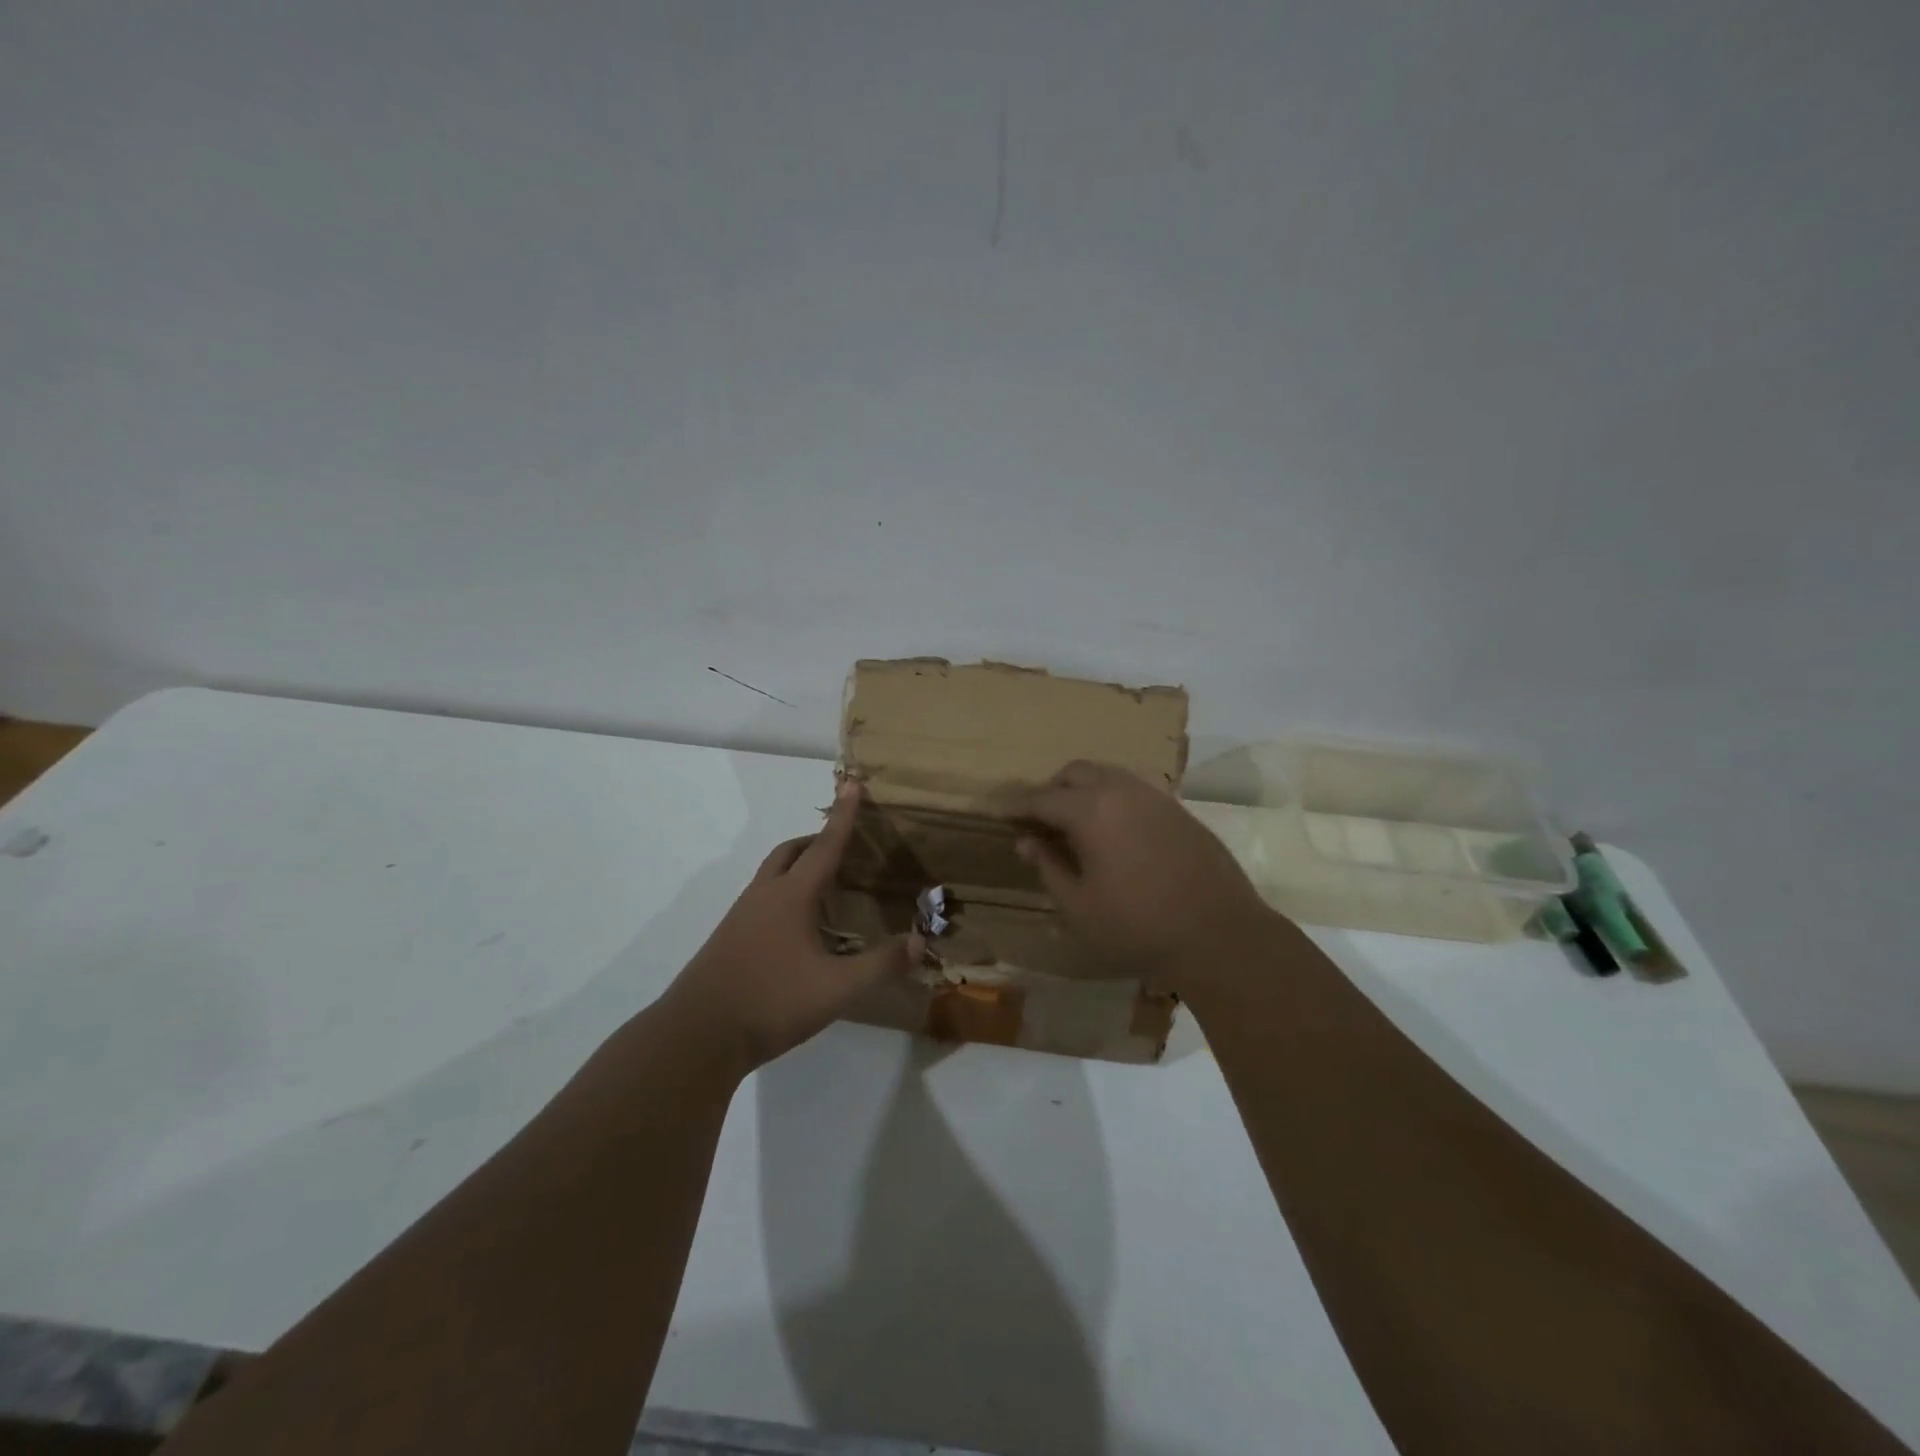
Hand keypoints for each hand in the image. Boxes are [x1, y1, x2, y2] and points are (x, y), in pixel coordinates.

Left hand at [662, 781, 921, 1072]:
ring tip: (824, 885)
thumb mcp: (837, 988)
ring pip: (772, 875)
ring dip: (797, 866)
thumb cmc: (771, 1001)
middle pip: (790, 852)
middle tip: (841, 844)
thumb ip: (880, 965)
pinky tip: (797, 927)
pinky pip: (762, 898)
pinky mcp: (729, 939)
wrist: (697, 1035)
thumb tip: (920, 942)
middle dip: (816, 840)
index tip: (853, 784)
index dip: (844, 816)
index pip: (825, 846)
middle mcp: (764, 896)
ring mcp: (742, 916)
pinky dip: (784, 893)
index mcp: (792, 896)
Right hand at [1016, 760, 1278, 987]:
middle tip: (1042, 820)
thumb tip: (1026, 841)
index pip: (1043, 799)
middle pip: (1076, 772)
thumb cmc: (1137, 926)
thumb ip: (1048, 867)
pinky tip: (1115, 832)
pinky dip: (1113, 798)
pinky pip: (1134, 790)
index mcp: (1091, 811)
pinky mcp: (1178, 809)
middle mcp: (1121, 791)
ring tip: (1077, 824)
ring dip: (1085, 790)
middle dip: (1052, 789)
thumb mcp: (1079, 905)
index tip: (1006, 819)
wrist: (1218, 933)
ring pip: (1108, 774)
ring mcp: (1154, 797)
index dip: (1020, 809)